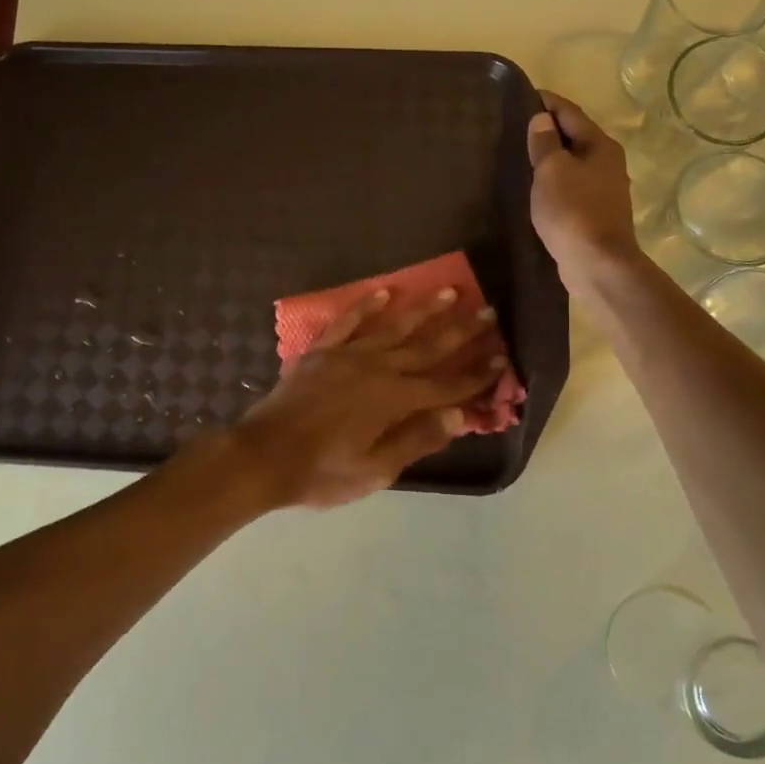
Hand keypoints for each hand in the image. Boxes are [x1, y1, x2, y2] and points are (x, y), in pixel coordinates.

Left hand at [229, 288, 504, 508]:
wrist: (262, 455)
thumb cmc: (321, 472)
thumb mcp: (375, 471)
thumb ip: (417, 439)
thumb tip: (459, 415)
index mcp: (393, 400)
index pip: (446, 386)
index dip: (476, 374)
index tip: (502, 357)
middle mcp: (376, 369)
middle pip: (426, 347)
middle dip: (460, 331)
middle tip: (489, 311)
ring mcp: (347, 356)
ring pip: (393, 327)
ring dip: (424, 309)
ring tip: (449, 291)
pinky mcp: (321, 352)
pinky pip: (348, 322)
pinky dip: (367, 306)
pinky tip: (385, 292)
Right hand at [527, 92, 641, 287]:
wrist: (597, 264)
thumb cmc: (573, 211)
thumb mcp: (552, 171)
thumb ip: (544, 143)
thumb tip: (542, 119)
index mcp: (600, 146)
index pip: (571, 113)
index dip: (548, 102)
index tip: (526, 94)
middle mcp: (609, 163)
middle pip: (576, 137)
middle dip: (550, 130)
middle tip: (520, 125)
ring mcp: (605, 190)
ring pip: (575, 163)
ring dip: (553, 158)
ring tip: (525, 155)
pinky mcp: (596, 214)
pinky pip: (572, 187)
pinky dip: (556, 181)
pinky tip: (539, 188)